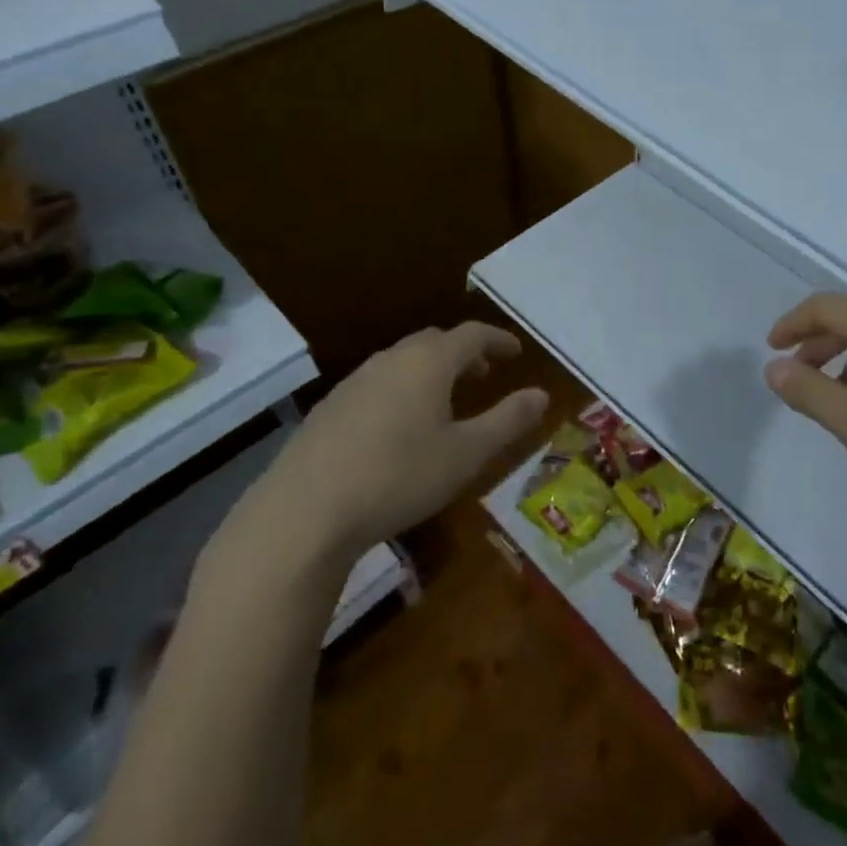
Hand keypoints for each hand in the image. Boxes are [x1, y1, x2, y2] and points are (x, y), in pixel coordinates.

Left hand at [197, 322, 546, 614]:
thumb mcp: (467, 454)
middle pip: (435, 342)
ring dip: (431, 370)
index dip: (498, 340)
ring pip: (403, 361)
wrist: (305, 511)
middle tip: (483, 374)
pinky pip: (378, 382)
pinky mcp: (330, 407)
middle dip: (464, 353)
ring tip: (445, 400)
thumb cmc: (399, 476)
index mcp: (429, 362)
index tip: (515, 353)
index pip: (472, 335)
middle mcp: (392, 359)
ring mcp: (355, 381)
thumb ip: (508, 420)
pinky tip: (399, 425)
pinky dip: (402, 388)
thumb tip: (541, 394)